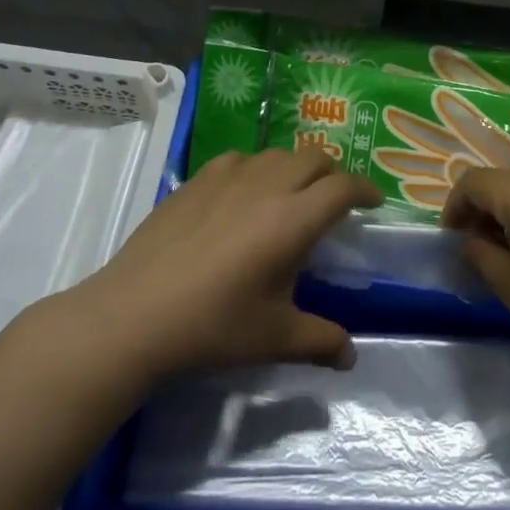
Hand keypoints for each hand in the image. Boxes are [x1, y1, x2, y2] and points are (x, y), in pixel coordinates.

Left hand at [71, 148, 379, 380]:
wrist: (136, 314)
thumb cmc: (214, 326)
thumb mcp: (274, 337)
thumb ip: (320, 341)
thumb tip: (350, 356)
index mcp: (294, 219)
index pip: (343, 187)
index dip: (365, 189)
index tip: (374, 201)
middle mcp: (267, 186)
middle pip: (314, 158)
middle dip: (332, 173)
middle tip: (334, 198)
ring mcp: (229, 177)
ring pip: (277, 153)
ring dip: (295, 167)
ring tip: (290, 193)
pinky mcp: (197, 179)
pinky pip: (239, 159)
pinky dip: (255, 168)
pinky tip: (243, 192)